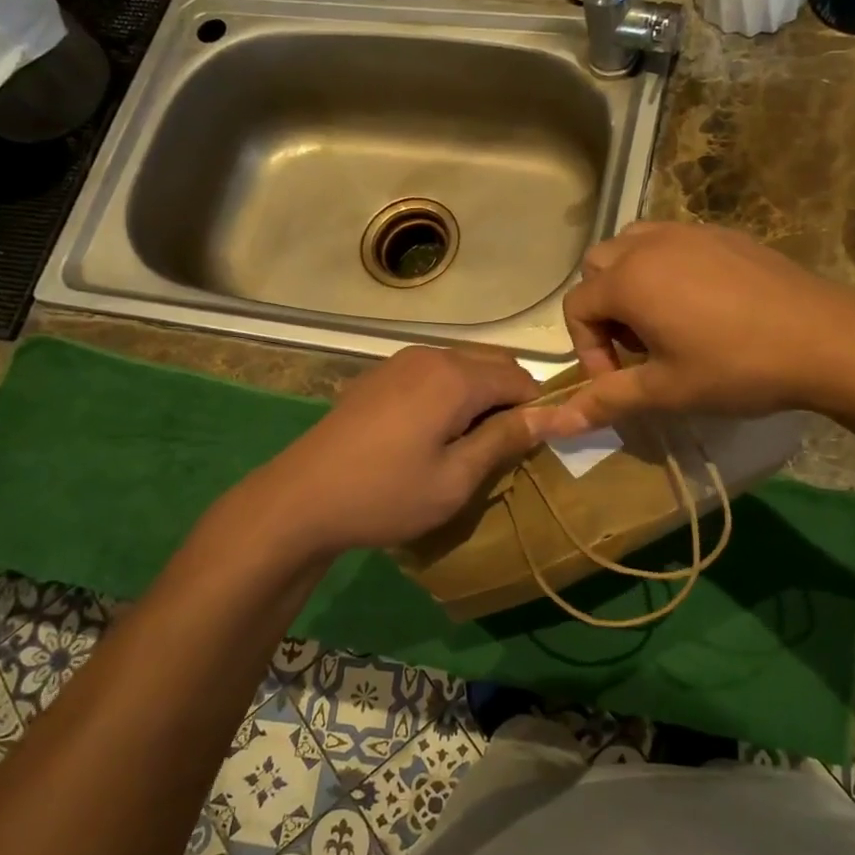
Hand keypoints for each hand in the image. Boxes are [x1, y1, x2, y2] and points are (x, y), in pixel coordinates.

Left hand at [249, 346, 540, 555]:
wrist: (300, 499)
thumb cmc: (386, 495)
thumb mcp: (456, 478)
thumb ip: (506, 439)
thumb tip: (554, 414)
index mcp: (456, 377)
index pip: (521, 379)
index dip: (538, 409)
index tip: (538, 446)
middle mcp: (431, 355)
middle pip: (494, 364)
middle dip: (511, 399)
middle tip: (504, 448)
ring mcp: (400, 361)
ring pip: (463, 365)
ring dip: (481, 395)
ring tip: (470, 442)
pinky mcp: (379, 374)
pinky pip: (434, 372)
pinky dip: (451, 392)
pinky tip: (433, 431)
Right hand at [534, 222, 854, 433]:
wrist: (824, 338)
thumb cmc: (735, 368)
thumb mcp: (665, 390)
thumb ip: (606, 401)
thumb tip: (553, 426)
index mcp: (629, 280)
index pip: (577, 307)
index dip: (588, 350)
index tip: (620, 381)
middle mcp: (650, 244)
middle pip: (598, 268)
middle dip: (604, 309)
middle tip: (638, 348)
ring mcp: (689, 232)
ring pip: (633, 246)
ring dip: (630, 282)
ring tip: (662, 321)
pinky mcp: (723, 234)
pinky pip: (673, 242)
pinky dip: (666, 268)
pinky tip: (703, 306)